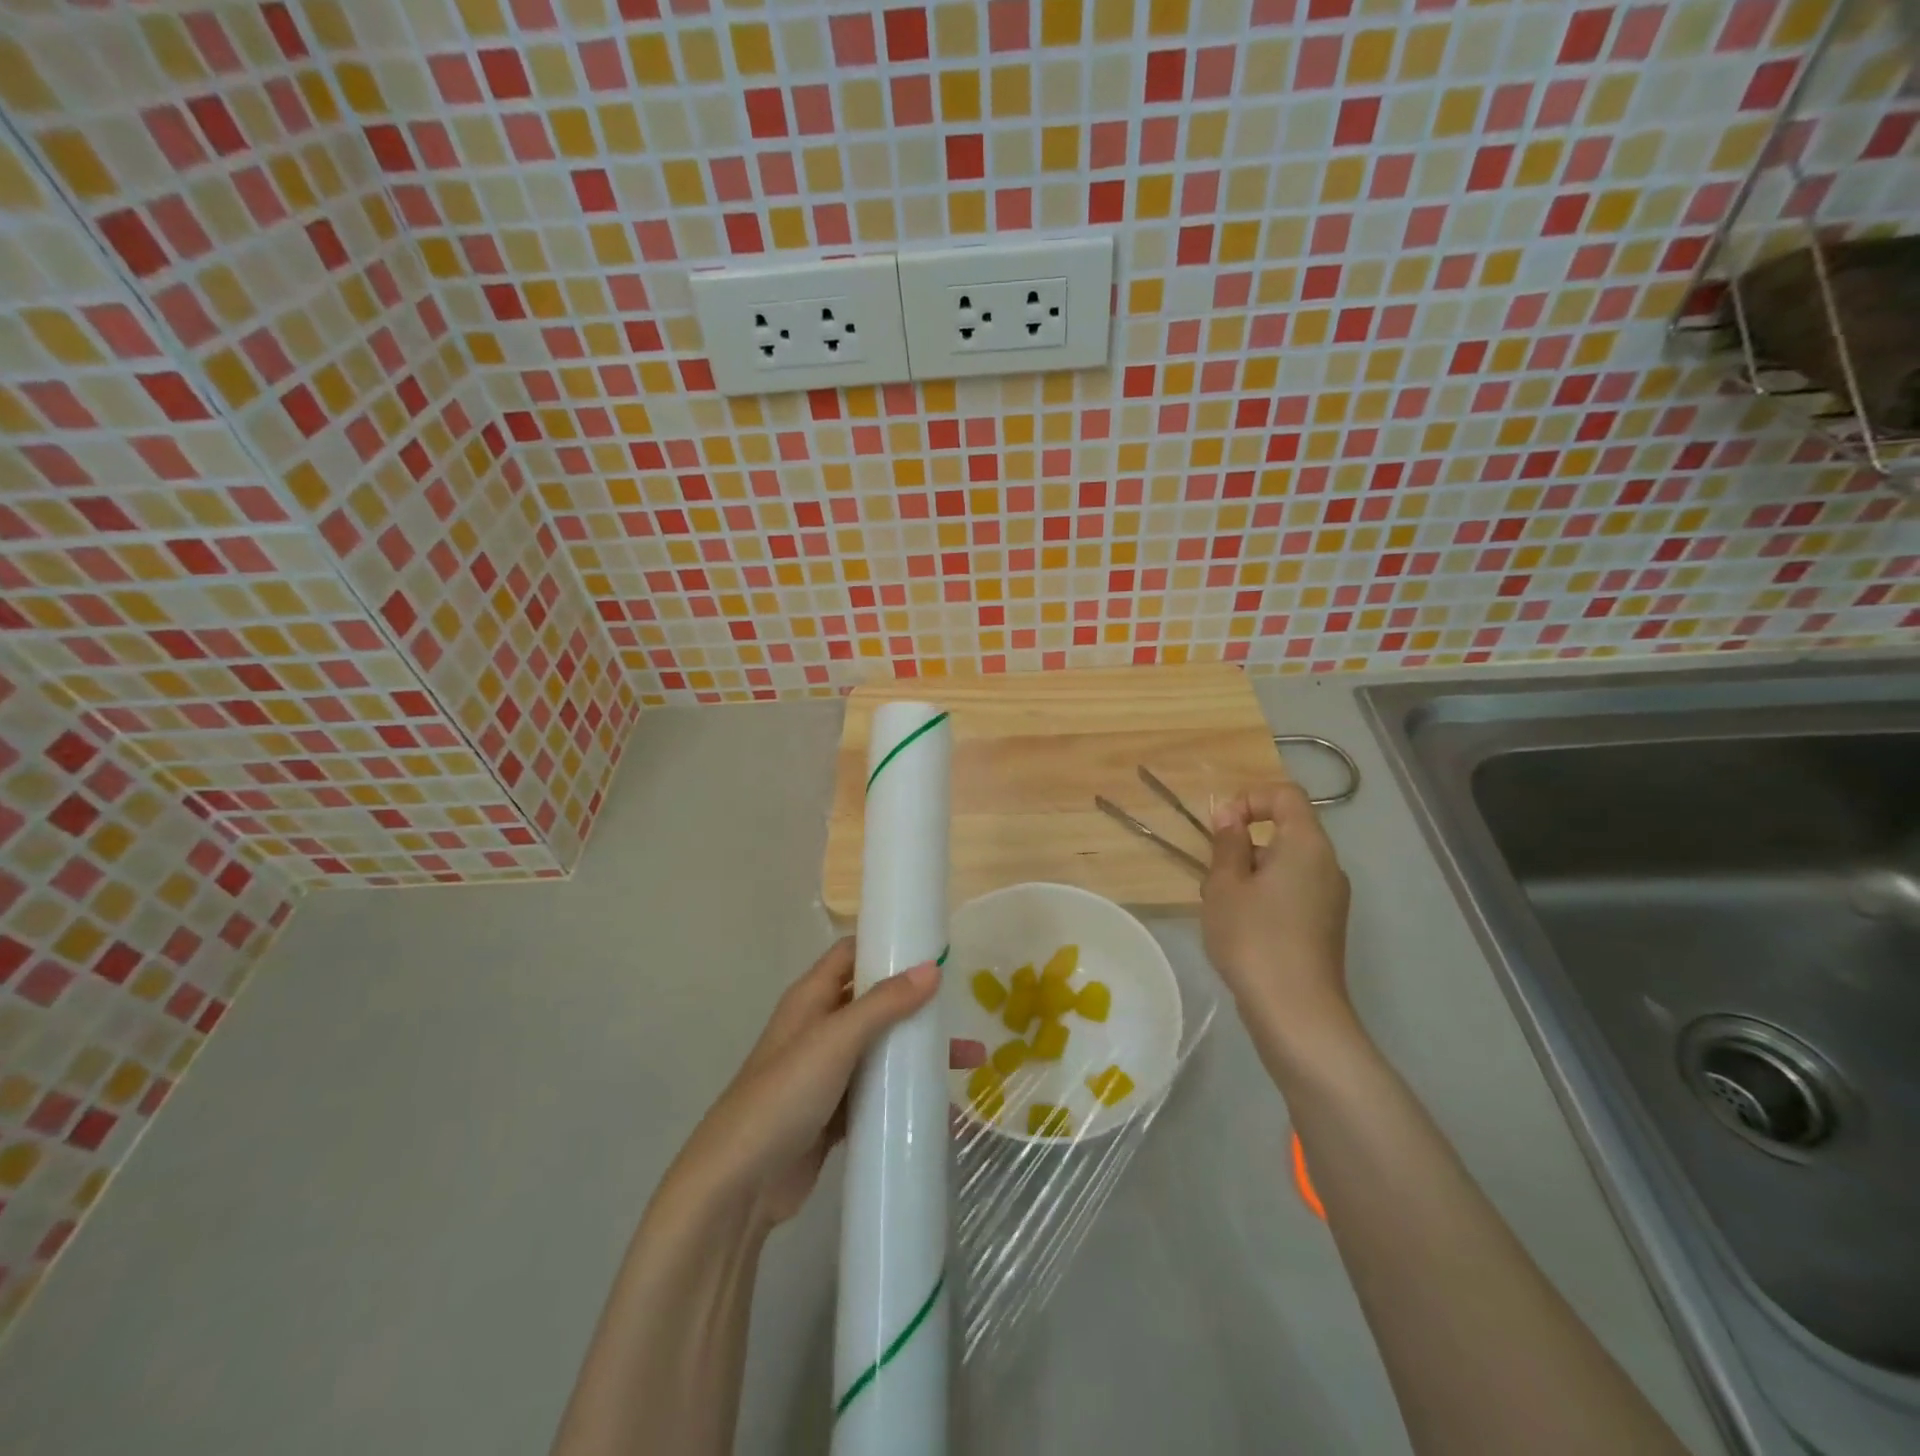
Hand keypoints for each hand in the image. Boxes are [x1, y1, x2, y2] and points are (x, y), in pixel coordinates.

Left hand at [664, 939, 983, 1230]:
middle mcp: (819, 1028)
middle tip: (961, 1006)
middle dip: (916, 1003)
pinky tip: (944, 1107)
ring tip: (971, 1060)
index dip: (886, 944)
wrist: (739, 1185)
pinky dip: (906, 1094)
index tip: (932, 945)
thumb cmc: (783, 1095)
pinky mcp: (835, 1115)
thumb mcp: (835, 1040)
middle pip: (874, 1001)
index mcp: (811, 998)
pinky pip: (878, 1094)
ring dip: (919, 1051)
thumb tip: (932, 967)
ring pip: (881, 1049)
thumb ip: (884, 1003)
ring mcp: (827, 1073)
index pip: (850, 953)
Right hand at [1201, 783, 1353, 1050]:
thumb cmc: (1254, 938)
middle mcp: (1328, 866)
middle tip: (1213, 875)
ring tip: (1221, 907)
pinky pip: (1292, 892)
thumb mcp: (1225, 885)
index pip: (1286, 795)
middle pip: (1285, 832)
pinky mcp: (1325, 927)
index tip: (1220, 827)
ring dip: (1250, 874)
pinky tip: (1240, 929)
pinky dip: (1264, 897)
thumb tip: (1231, 815)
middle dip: (1243, 844)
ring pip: (1285, 866)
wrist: (1296, 1012)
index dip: (1250, 799)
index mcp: (1307, 845)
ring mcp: (1331, 899)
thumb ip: (1228, 844)